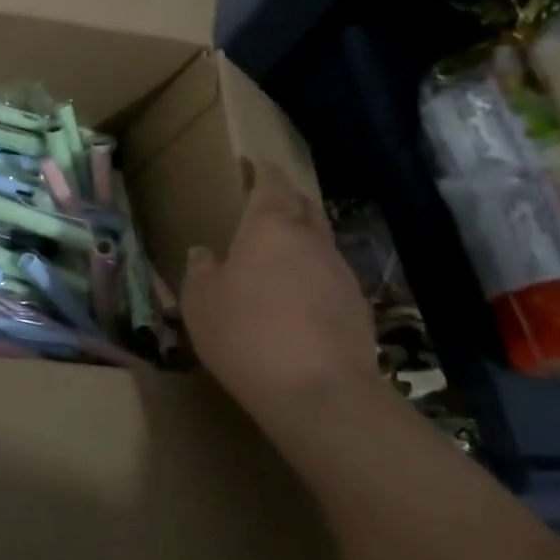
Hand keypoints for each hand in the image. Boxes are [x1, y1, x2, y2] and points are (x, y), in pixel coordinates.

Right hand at [181, 160, 378, 423]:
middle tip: (263, 201)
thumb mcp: (200, 300)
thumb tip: (205, 254)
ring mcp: (341, 275)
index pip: (271, 183)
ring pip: (319, 242)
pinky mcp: (358, 309)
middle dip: (285, 197)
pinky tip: (295, 298)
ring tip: (275, 255)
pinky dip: (311, 276)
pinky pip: (329, 277)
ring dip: (300, 240)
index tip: (250, 163)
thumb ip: (201, 270)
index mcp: (271, 227)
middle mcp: (311, 241)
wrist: (321, 395)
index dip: (261, 170)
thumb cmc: (247, 333)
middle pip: (304, 205)